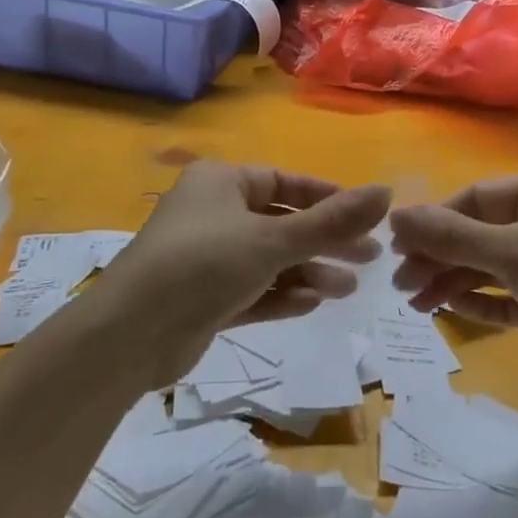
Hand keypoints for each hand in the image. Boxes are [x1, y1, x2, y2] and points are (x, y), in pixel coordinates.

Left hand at [106, 161, 390, 385]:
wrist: (130, 334)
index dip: (329, 198)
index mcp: (222, 182)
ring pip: (269, 260)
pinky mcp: (203, 298)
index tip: (367, 218)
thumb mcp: (274, 239)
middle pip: (282, 223)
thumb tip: (387, 192)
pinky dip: (280, 295)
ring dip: (307, 272)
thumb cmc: (205, 264)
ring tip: (347, 290)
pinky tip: (311, 304)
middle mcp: (213, 213)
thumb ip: (332, 220)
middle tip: (370, 258)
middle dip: (325, 241)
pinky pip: (252, 290)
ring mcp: (207, 258)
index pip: (286, 182)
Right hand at [389, 172, 517, 406]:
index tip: (396, 245)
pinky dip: (477, 302)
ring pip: (487, 267)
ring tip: (414, 303)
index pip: (475, 198)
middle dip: (438, 256)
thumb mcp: (515, 252)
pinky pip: (504, 297)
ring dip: (451, 281)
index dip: (434, 220)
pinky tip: (447, 309)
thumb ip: (453, 236)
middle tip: (399, 283)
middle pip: (477, 234)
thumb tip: (395, 216)